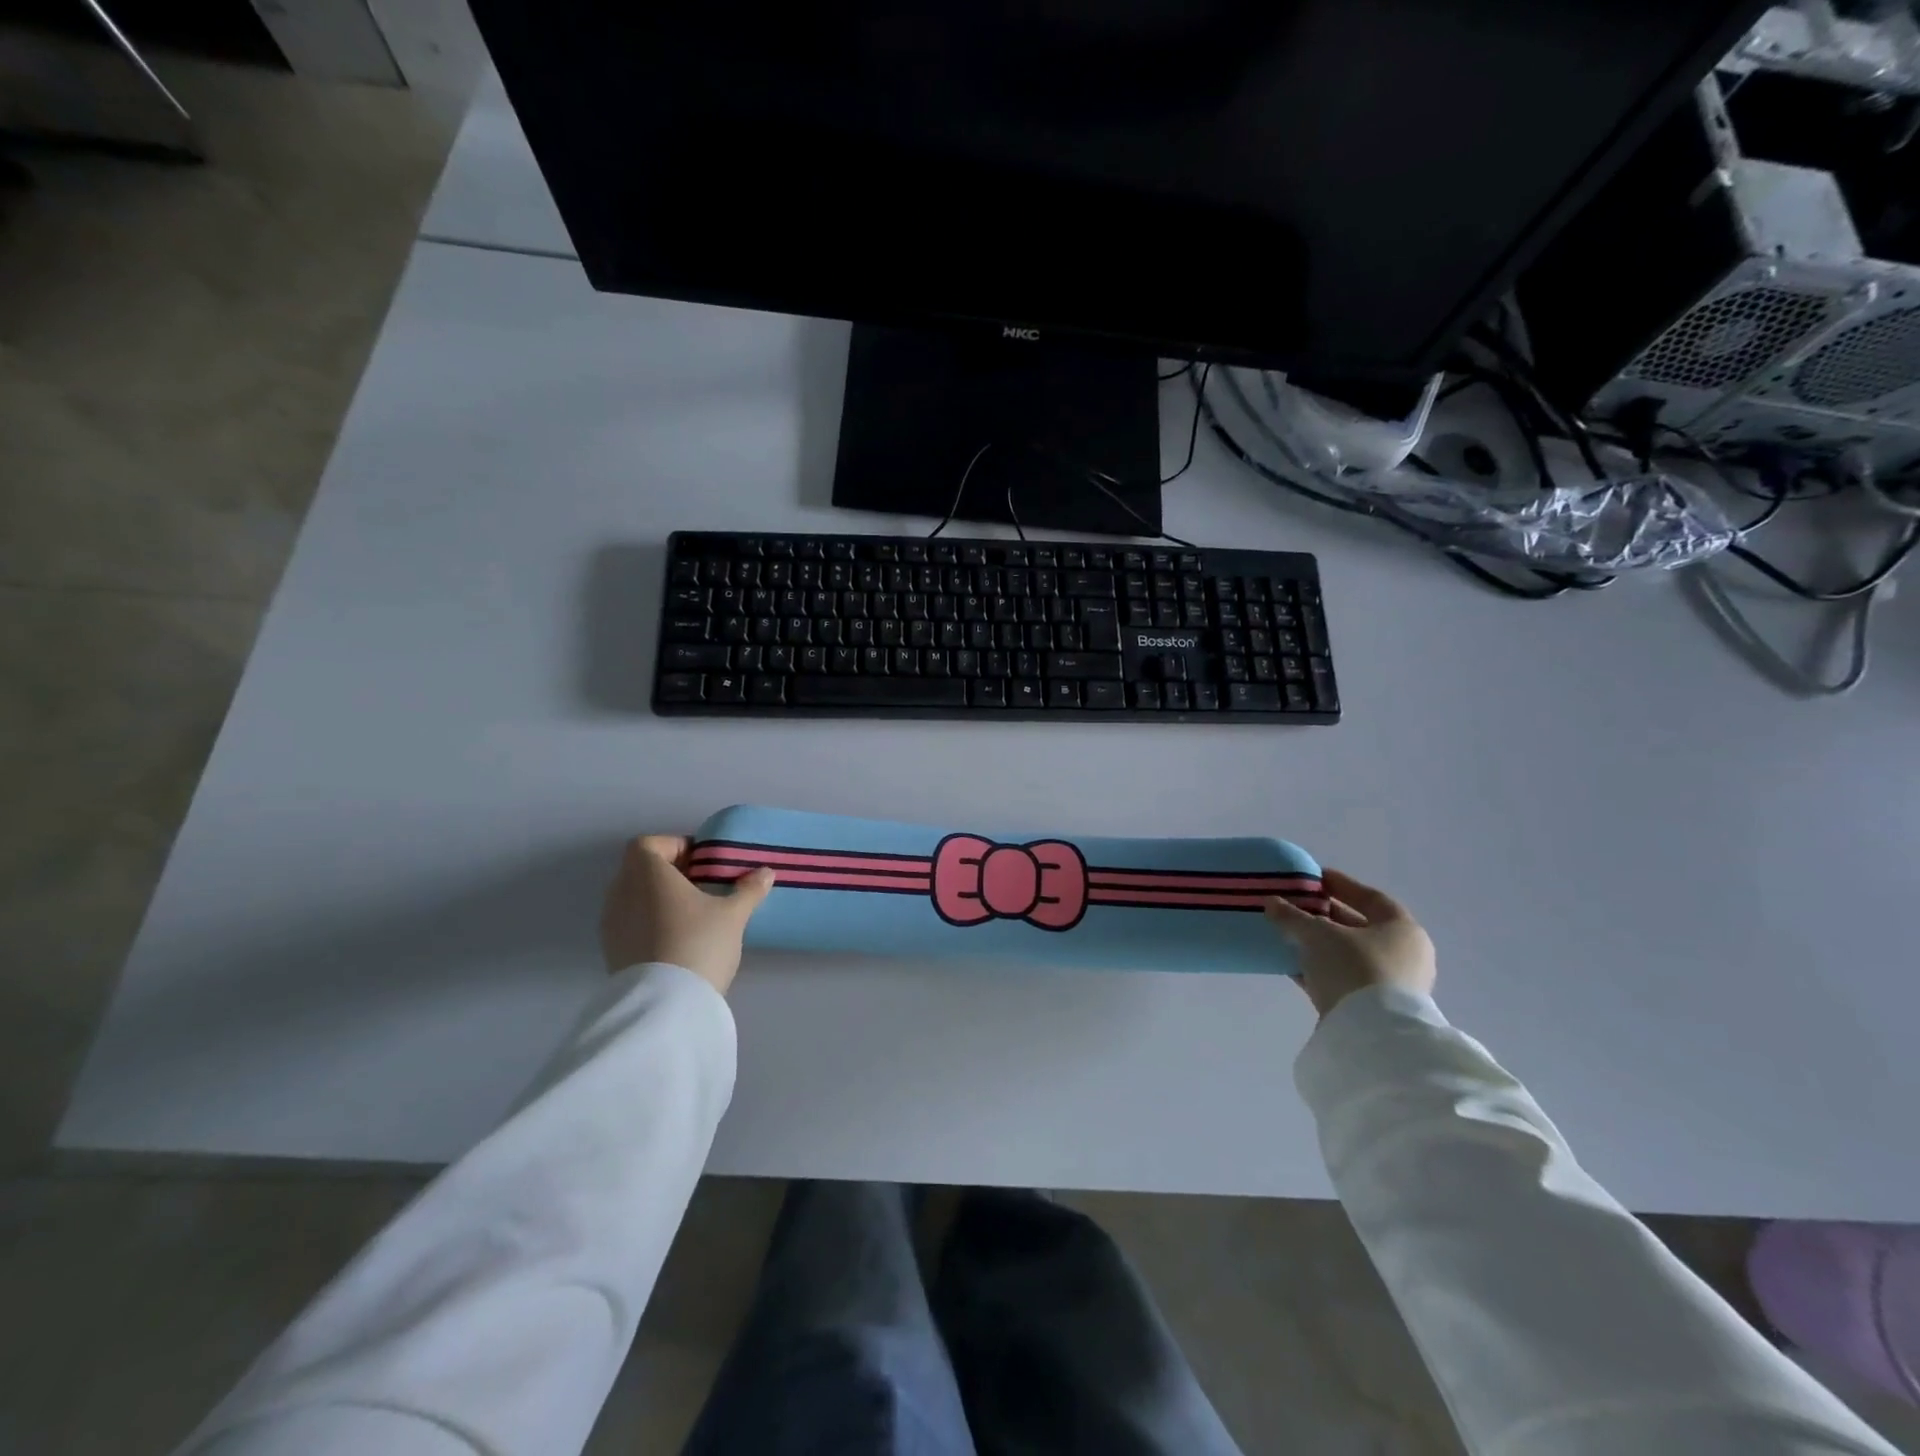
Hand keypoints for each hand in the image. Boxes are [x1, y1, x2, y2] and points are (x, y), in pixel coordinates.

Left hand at [600, 835, 774, 995]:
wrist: (666, 1005)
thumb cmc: (699, 942)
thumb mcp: (733, 915)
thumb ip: (748, 889)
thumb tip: (766, 872)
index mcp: (647, 873)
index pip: (648, 844)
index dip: (674, 846)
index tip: (702, 862)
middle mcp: (621, 892)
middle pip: (640, 870)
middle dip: (670, 873)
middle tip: (703, 886)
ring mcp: (612, 924)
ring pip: (634, 897)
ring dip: (659, 899)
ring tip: (692, 915)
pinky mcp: (612, 951)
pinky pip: (630, 923)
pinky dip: (650, 922)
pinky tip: (677, 939)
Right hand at [1264, 869, 1435, 1017]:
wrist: (1372, 1035)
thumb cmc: (1354, 968)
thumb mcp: (1317, 935)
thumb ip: (1293, 916)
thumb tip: (1271, 902)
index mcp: (1402, 929)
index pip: (1370, 897)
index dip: (1340, 885)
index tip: (1313, 878)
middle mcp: (1404, 954)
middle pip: (1359, 926)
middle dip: (1325, 915)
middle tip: (1295, 905)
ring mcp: (1391, 984)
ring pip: (1348, 954)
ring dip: (1319, 944)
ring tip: (1287, 934)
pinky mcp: (1374, 1009)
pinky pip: (1343, 978)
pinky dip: (1320, 969)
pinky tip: (1292, 965)